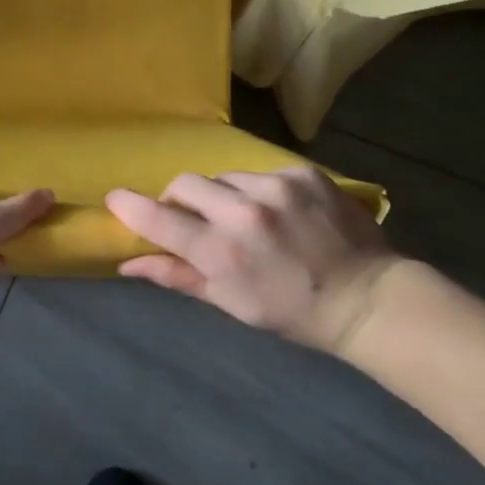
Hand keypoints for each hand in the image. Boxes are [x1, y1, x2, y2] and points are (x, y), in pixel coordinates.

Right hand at [106, 167, 404, 352]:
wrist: (368, 298)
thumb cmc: (292, 310)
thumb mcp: (231, 303)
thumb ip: (177, 276)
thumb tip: (128, 262)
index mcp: (223, 253)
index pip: (159, 219)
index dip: (131, 207)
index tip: (115, 199)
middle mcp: (244, 213)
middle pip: (185, 184)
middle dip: (180, 199)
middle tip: (194, 219)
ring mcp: (276, 188)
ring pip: (223, 176)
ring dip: (222, 195)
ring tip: (246, 219)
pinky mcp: (303, 173)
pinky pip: (260, 173)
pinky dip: (258, 191)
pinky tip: (279, 212)